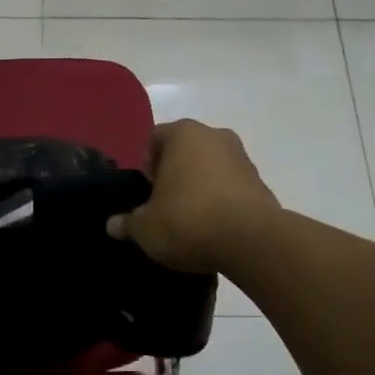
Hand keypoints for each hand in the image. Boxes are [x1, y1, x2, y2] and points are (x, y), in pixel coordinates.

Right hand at [107, 119, 278, 273]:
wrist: (251, 241)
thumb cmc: (188, 220)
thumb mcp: (146, 228)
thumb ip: (127, 223)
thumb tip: (113, 225)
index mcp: (183, 133)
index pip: (155, 138)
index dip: (146, 164)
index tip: (146, 192)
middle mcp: (214, 135)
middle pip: (185, 151)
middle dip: (174, 174)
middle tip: (164, 206)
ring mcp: (242, 158)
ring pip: (211, 168)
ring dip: (200, 188)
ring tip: (190, 221)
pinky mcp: (261, 183)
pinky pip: (231, 188)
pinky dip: (222, 202)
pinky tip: (214, 229)